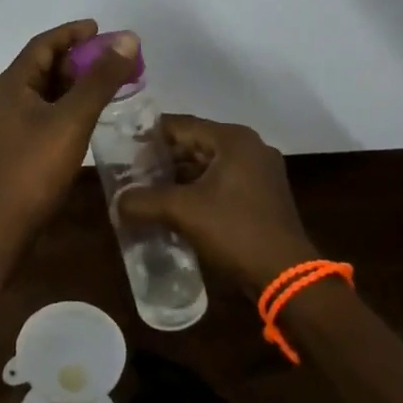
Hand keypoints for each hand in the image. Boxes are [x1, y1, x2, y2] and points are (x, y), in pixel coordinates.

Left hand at [0, 20, 138, 238]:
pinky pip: (41, 113)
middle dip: (76, 59)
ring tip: (103, 84)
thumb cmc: (36, 167)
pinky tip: (85, 117)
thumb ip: (100, 79)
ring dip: (71, 83)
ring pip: (42, 92)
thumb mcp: (73, 118)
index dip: (71, 33)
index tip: (99, 29)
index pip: (42, 44)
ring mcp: (5, 125)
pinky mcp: (12, 147)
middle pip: (42, 66)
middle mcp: (3, 98)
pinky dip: (64, 106)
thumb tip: (127, 39)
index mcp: (11, 84)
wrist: (3, 225)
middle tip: (109, 59)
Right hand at [118, 115, 318, 292]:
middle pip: (194, 144)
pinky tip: (173, 208)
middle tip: (130, 174)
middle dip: (162, 161)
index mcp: (233, 140)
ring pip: (207, 166)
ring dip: (178, 179)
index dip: (148, 136)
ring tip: (145, 192)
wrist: (286, 278)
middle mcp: (249, 148)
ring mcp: (260, 173)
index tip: (122, 150)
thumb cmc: (235, 231)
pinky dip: (197, 192)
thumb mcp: (182, 212)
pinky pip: (220, 184)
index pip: (180, 125)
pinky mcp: (262, 198)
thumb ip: (143, 201)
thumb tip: (116, 203)